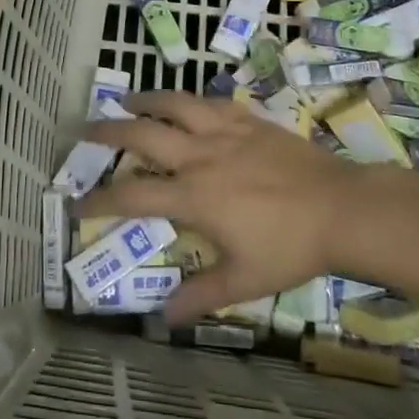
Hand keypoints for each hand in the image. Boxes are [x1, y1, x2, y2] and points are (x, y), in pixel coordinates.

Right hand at [80, 92, 372, 322]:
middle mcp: (199, 156)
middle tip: (86, 130)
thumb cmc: (290, 247)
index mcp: (193, 196)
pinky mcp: (248, 119)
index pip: (132, 195)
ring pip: (174, 103)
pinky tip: (185, 103)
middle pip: (142, 134)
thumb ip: (201, 295)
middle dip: (108, 131)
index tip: (77, 201)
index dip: (99, 199)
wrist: (341, 208)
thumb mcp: (244, 279)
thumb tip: (164, 319)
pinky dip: (189, 100)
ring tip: (127, 99)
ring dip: (145, 100)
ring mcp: (224, 131)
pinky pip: (209, 102)